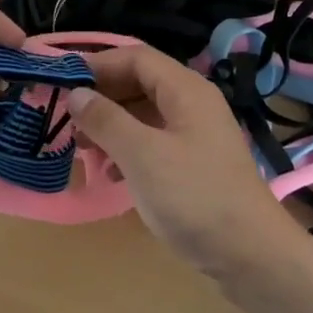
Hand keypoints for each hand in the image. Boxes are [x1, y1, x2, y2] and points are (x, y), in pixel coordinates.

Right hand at [67, 46, 304, 277]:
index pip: (135, 57)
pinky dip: (127, 149)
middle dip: (101, 96)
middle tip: (65, 116)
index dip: (97, 64)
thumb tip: (76, 93)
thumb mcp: (142, 155)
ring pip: (144, 114)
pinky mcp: (194, 164)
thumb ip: (106, 120)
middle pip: (139, 83)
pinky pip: (153, 142)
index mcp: (186, 90)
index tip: (60, 80)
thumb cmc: (194, 197)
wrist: (251, 256)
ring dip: (110, 125)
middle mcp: (192, 104)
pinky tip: (109, 174)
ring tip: (80, 147)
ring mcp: (195, 135)